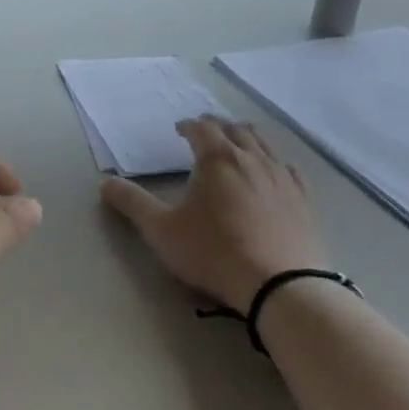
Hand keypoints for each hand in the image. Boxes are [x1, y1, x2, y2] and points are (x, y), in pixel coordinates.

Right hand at [101, 116, 327, 312]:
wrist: (281, 284)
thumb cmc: (214, 252)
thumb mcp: (162, 231)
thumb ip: (133, 204)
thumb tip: (105, 183)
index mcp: (217, 158)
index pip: (201, 128)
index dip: (188, 125)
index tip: (179, 130)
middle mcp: (252, 158)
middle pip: (235, 129)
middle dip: (217, 127)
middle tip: (205, 133)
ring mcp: (282, 177)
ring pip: (263, 144)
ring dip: (245, 139)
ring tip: (236, 146)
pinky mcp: (303, 199)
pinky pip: (288, 168)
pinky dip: (273, 163)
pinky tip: (272, 174)